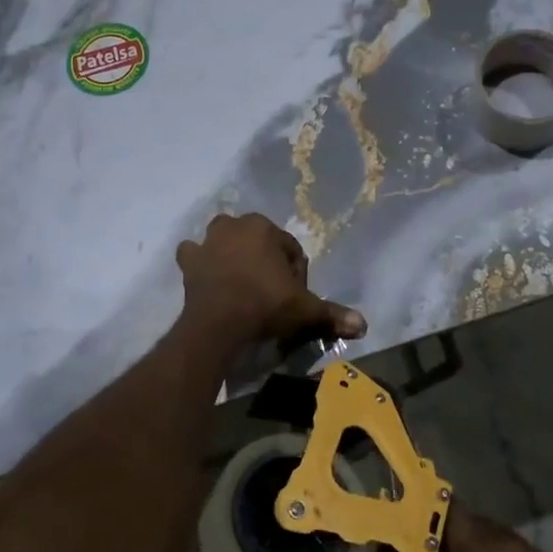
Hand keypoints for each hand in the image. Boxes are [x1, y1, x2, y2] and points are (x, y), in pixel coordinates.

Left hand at [175, 213, 365, 348]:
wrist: (218, 323)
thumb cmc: (265, 305)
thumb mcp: (304, 309)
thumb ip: (332, 313)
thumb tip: (363, 325)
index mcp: (264, 228)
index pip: (289, 249)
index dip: (295, 274)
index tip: (294, 297)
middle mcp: (234, 226)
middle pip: (257, 241)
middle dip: (265, 261)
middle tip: (270, 292)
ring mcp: (207, 241)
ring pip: (224, 242)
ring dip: (232, 255)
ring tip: (241, 284)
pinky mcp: (188, 261)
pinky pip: (194, 255)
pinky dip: (200, 262)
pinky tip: (208, 277)